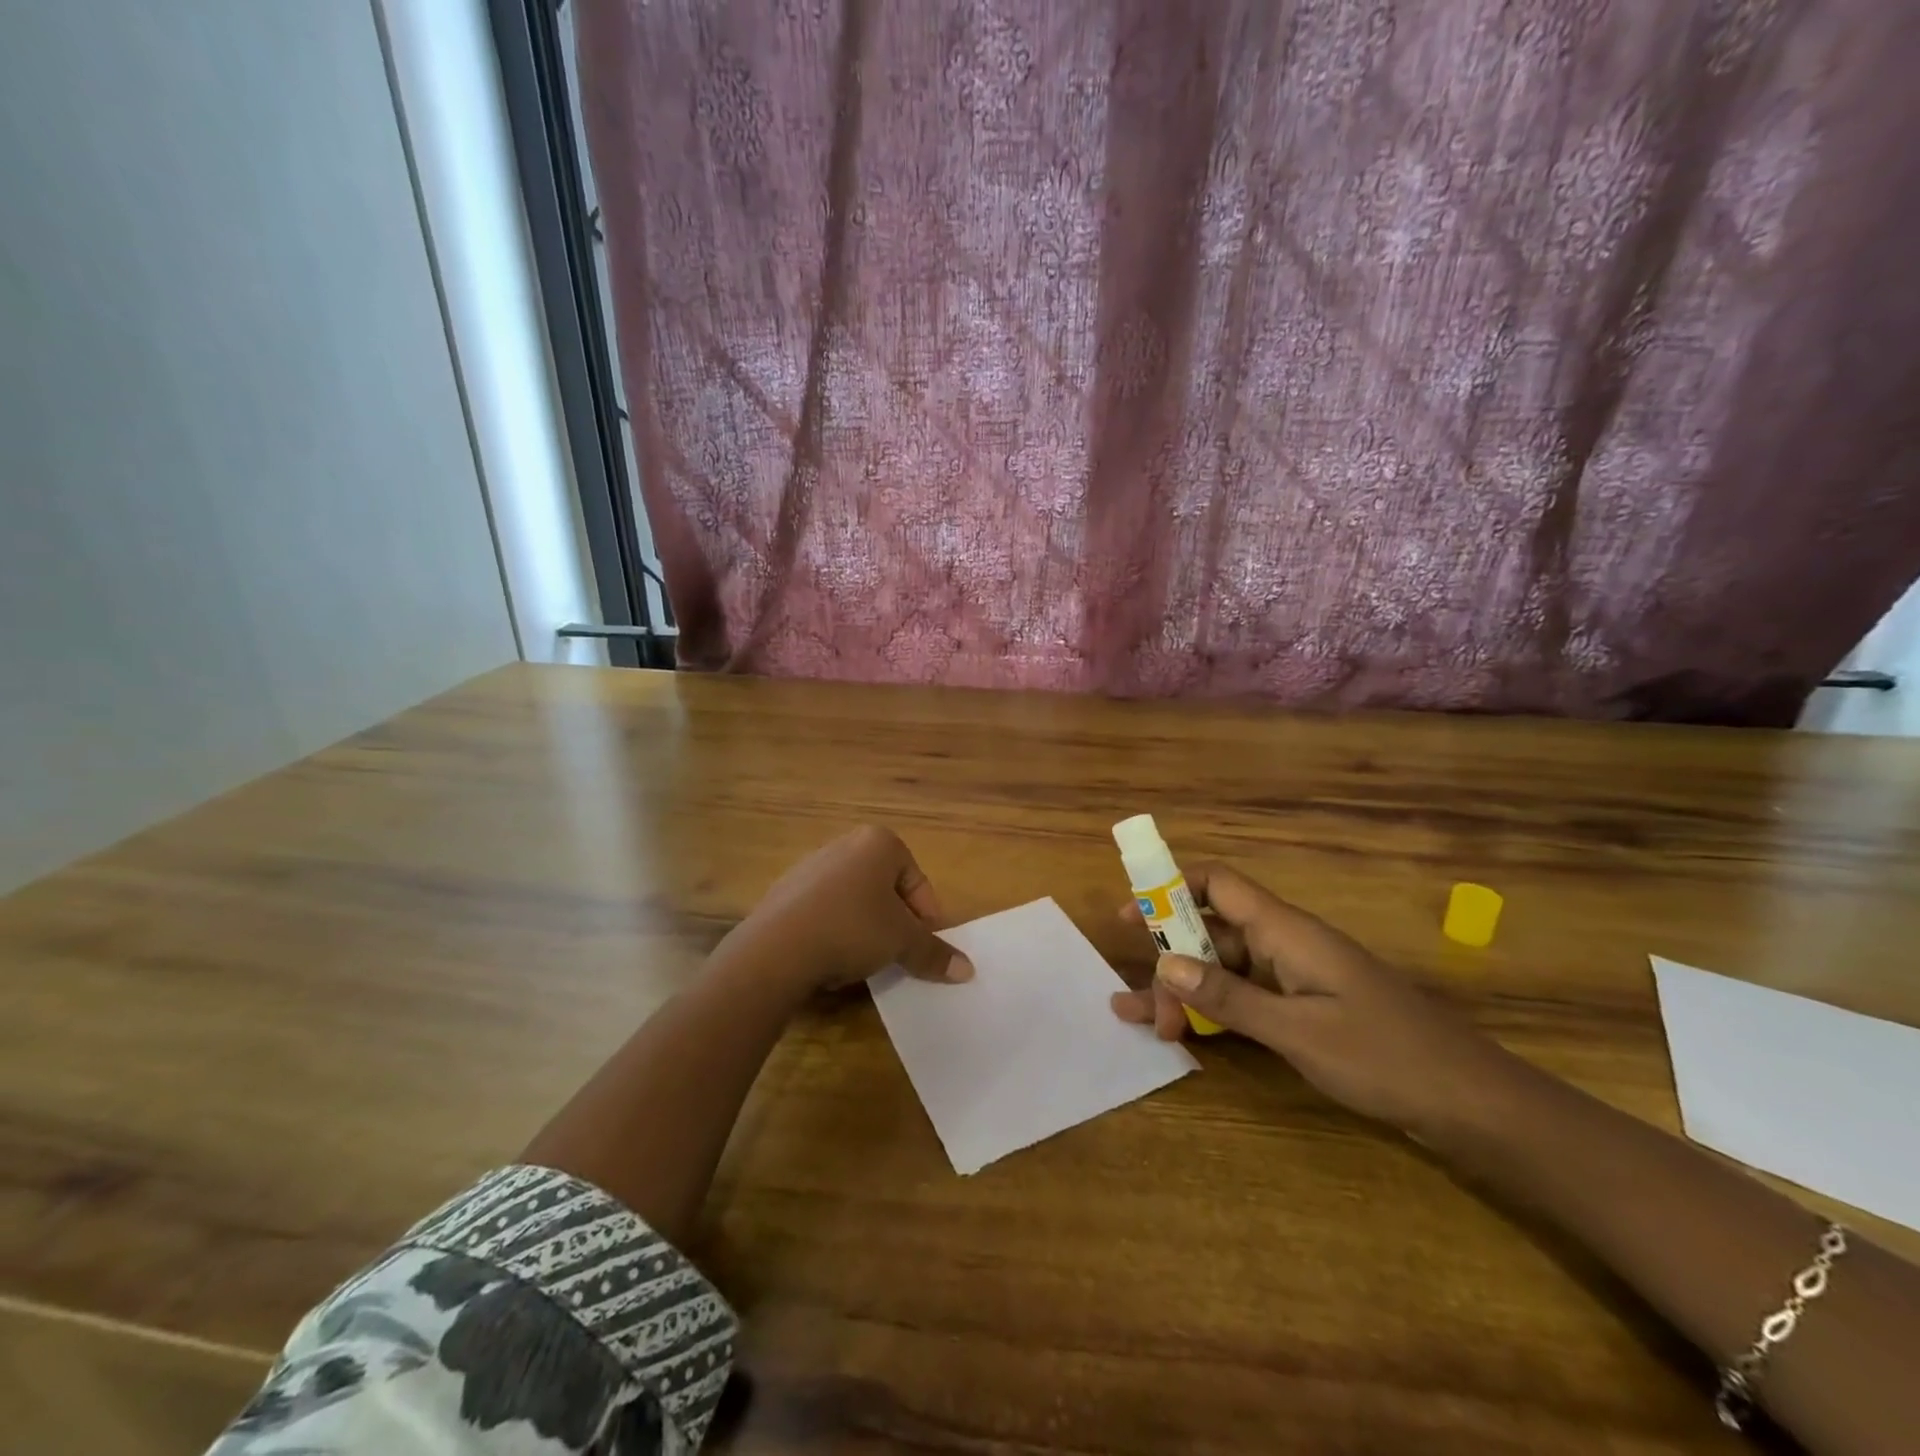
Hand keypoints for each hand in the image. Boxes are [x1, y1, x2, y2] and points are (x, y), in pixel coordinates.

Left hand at [726, 826, 973, 993]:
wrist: (777, 948)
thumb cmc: (852, 928)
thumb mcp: (902, 943)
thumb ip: (934, 953)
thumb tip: (967, 971)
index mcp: (879, 842)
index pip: (917, 881)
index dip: (926, 917)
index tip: (922, 947)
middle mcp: (844, 844)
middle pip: (885, 888)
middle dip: (895, 921)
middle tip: (897, 953)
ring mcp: (810, 866)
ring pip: (854, 900)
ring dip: (865, 928)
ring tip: (863, 960)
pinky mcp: (785, 891)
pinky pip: (824, 911)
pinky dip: (834, 931)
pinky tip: (830, 958)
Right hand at [1109, 863, 1521, 1136]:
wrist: (1470, 1103)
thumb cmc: (1384, 1057)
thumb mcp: (1298, 1031)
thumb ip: (1228, 996)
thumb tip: (1164, 962)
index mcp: (1285, 931)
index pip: (1218, 883)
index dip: (1170, 887)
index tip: (1130, 913)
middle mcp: (1284, 944)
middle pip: (1211, 931)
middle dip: (1170, 960)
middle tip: (1143, 1006)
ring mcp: (1294, 976)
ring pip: (1222, 968)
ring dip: (1183, 989)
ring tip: (1142, 1020)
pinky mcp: (1303, 1007)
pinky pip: (1244, 996)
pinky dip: (1212, 1009)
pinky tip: (1185, 1033)